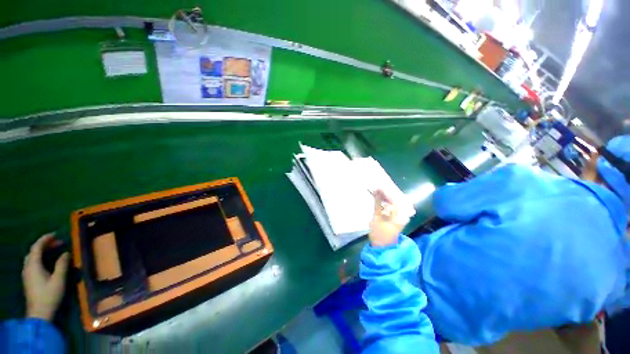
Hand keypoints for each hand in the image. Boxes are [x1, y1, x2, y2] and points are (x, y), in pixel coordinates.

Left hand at [22, 234, 69, 320]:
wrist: (39, 313)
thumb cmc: (49, 295)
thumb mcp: (59, 280)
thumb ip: (62, 265)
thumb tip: (66, 253)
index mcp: (33, 265)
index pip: (37, 247)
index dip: (45, 239)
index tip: (56, 234)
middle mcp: (27, 267)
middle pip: (33, 251)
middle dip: (45, 245)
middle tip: (58, 242)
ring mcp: (26, 273)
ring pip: (32, 257)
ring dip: (41, 251)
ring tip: (53, 250)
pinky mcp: (28, 278)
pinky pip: (32, 263)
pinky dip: (39, 258)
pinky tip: (46, 261)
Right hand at [369, 190, 410, 246]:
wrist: (382, 247)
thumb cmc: (379, 232)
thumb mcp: (376, 216)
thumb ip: (377, 202)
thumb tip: (377, 189)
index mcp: (401, 213)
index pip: (395, 196)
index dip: (386, 190)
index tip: (378, 186)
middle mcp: (404, 213)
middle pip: (396, 198)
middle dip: (386, 192)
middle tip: (376, 188)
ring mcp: (402, 215)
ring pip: (395, 201)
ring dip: (386, 196)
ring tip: (377, 192)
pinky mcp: (398, 217)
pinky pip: (394, 205)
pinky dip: (387, 202)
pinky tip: (381, 199)